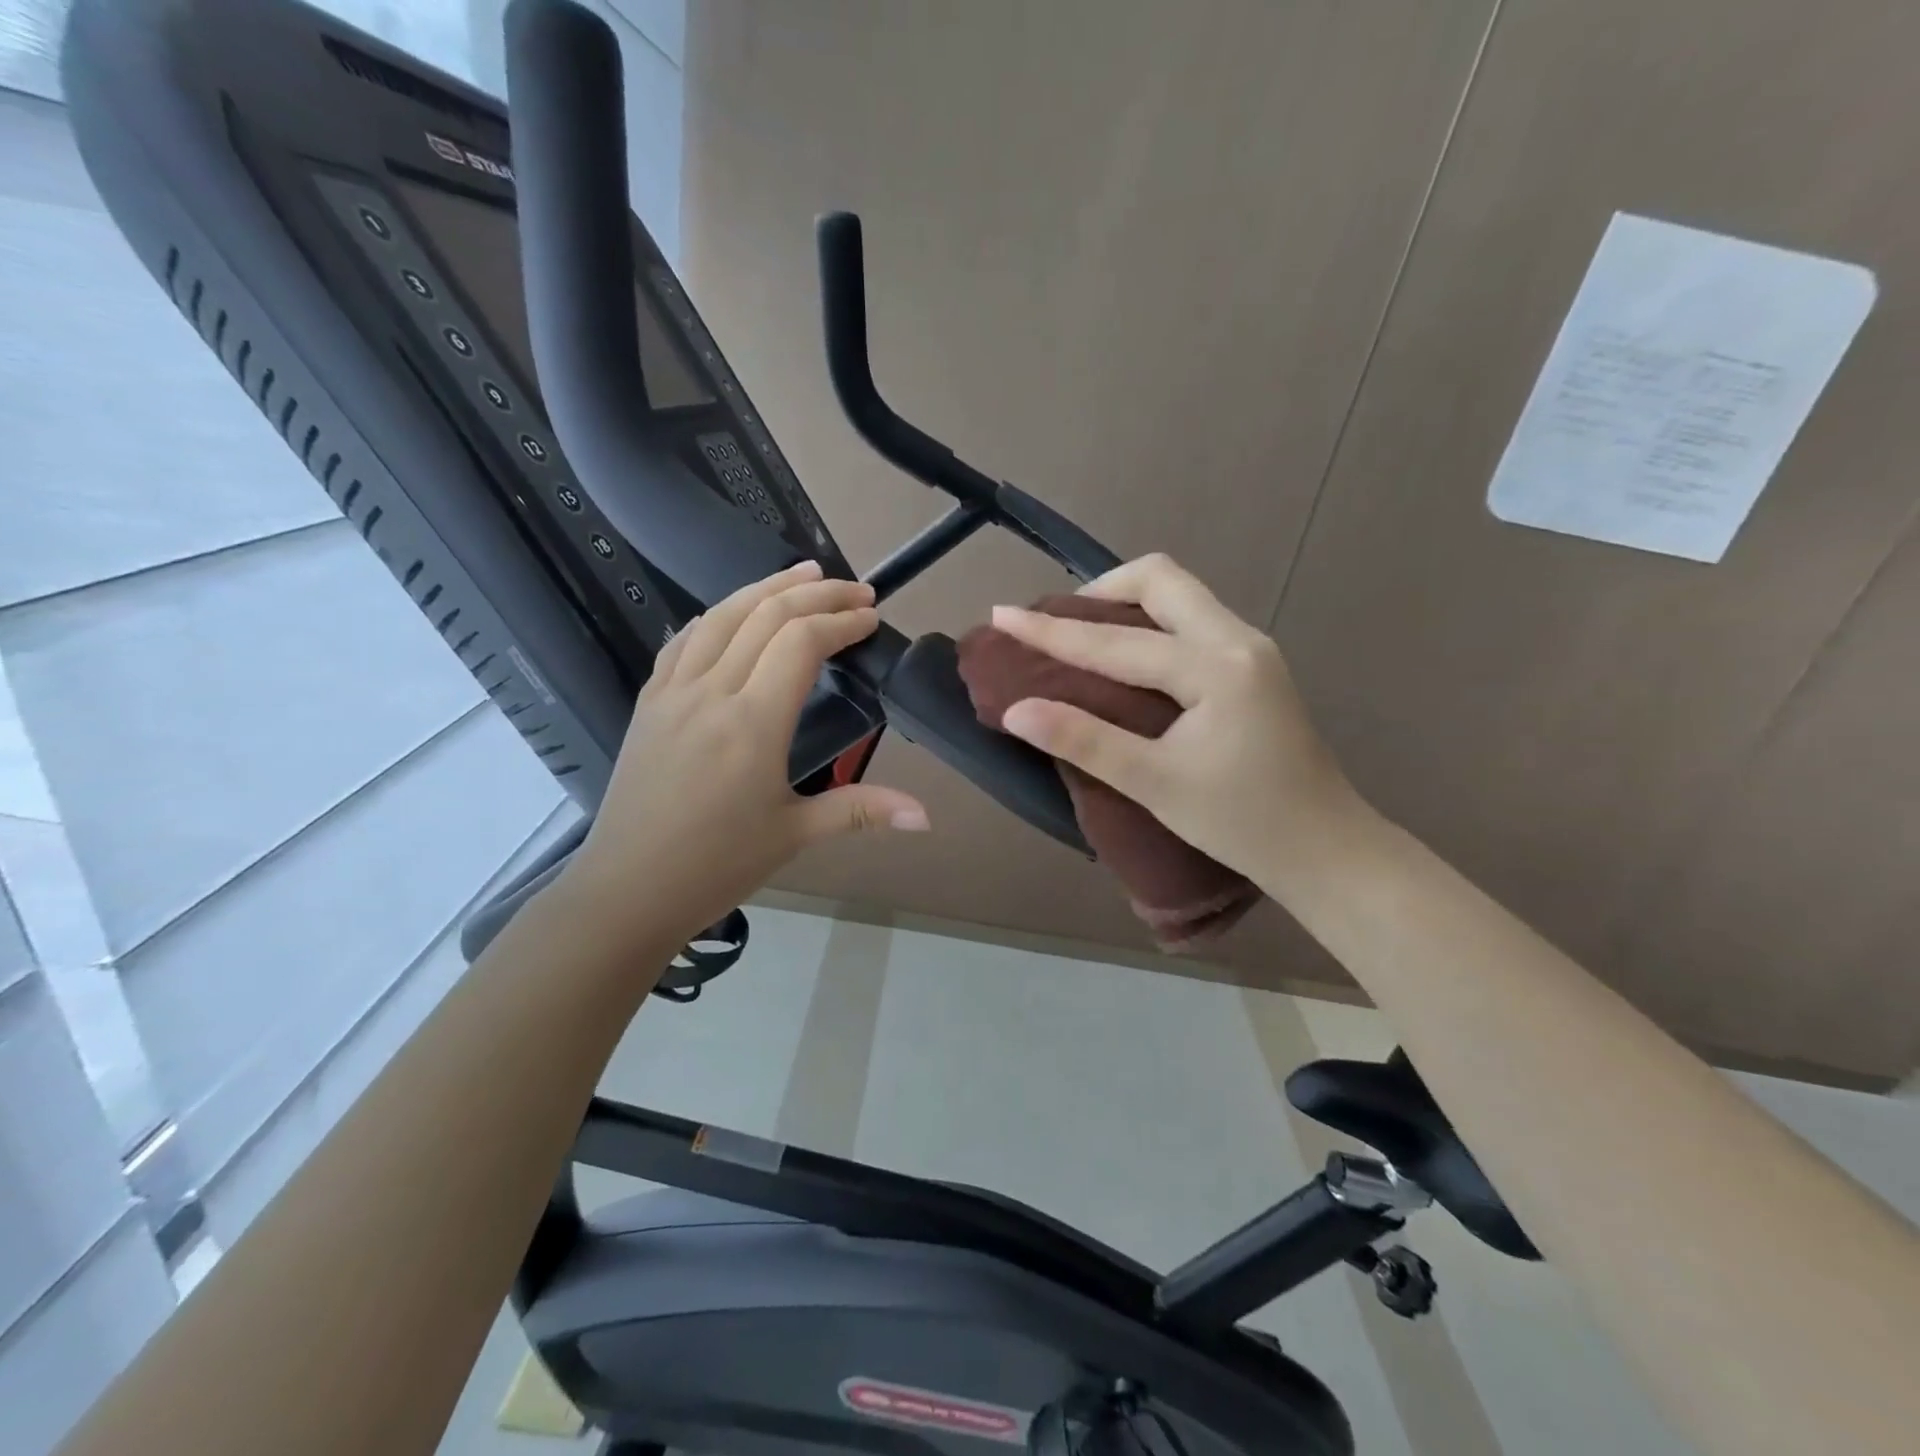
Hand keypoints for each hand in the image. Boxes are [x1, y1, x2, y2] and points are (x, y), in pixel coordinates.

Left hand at [560, 561, 927, 951]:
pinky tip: (733, 612)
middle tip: (855, 589)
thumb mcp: (795, 835)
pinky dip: (717, 615)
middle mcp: (711, 691)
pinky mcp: (648, 702)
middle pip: (766, 615)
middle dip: (816, 593)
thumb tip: (926, 816)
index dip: (841, 621)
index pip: (801, 642)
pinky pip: (684, 640)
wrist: (627, 890)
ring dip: (767, 587)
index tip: (871, 618)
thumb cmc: (716, 865)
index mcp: (752, 722)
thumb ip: (862, 810)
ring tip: (803, 572)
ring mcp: (673, 692)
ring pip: (722, 615)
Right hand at [990, 554, 1359, 884]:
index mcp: (1215, 665)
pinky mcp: (1254, 665)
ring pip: (1180, 595)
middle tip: (1058, 627)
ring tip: (1083, 637)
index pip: (1116, 640)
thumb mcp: (1155, 783)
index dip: (1052, 630)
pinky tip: (1129, 658)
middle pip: (1161, 579)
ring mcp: (1252, 648)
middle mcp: (1238, 639)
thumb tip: (1015, 710)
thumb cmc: (1242, 822)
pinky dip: (1151, 623)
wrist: (1326, 849)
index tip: (1002, 614)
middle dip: (1100, 591)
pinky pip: (1193, 619)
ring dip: (1127, 604)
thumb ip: (1084, 741)